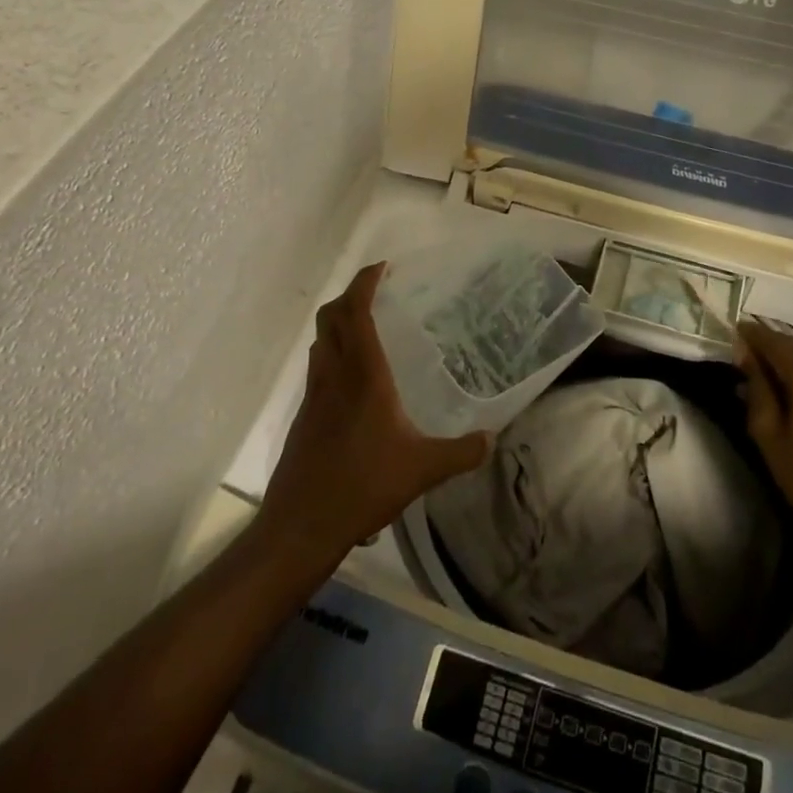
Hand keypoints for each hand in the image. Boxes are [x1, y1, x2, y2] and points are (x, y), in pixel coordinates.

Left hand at [257, 263, 490, 562]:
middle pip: (330, 318)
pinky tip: (355, 382)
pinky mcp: (305, 417)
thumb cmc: (362, 486)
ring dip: (338, 324)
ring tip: (367, 329)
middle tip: (377, 293)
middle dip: (350, 296)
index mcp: (363, 375)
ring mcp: (314, 396)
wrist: (301, 525)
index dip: (365, 283)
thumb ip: (461, 452)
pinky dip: (333, 355)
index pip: (356, 312)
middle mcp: (334, 375)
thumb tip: (492, 440)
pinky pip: (318, 369)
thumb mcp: (422, 470)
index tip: (383, 267)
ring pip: (320, 342)